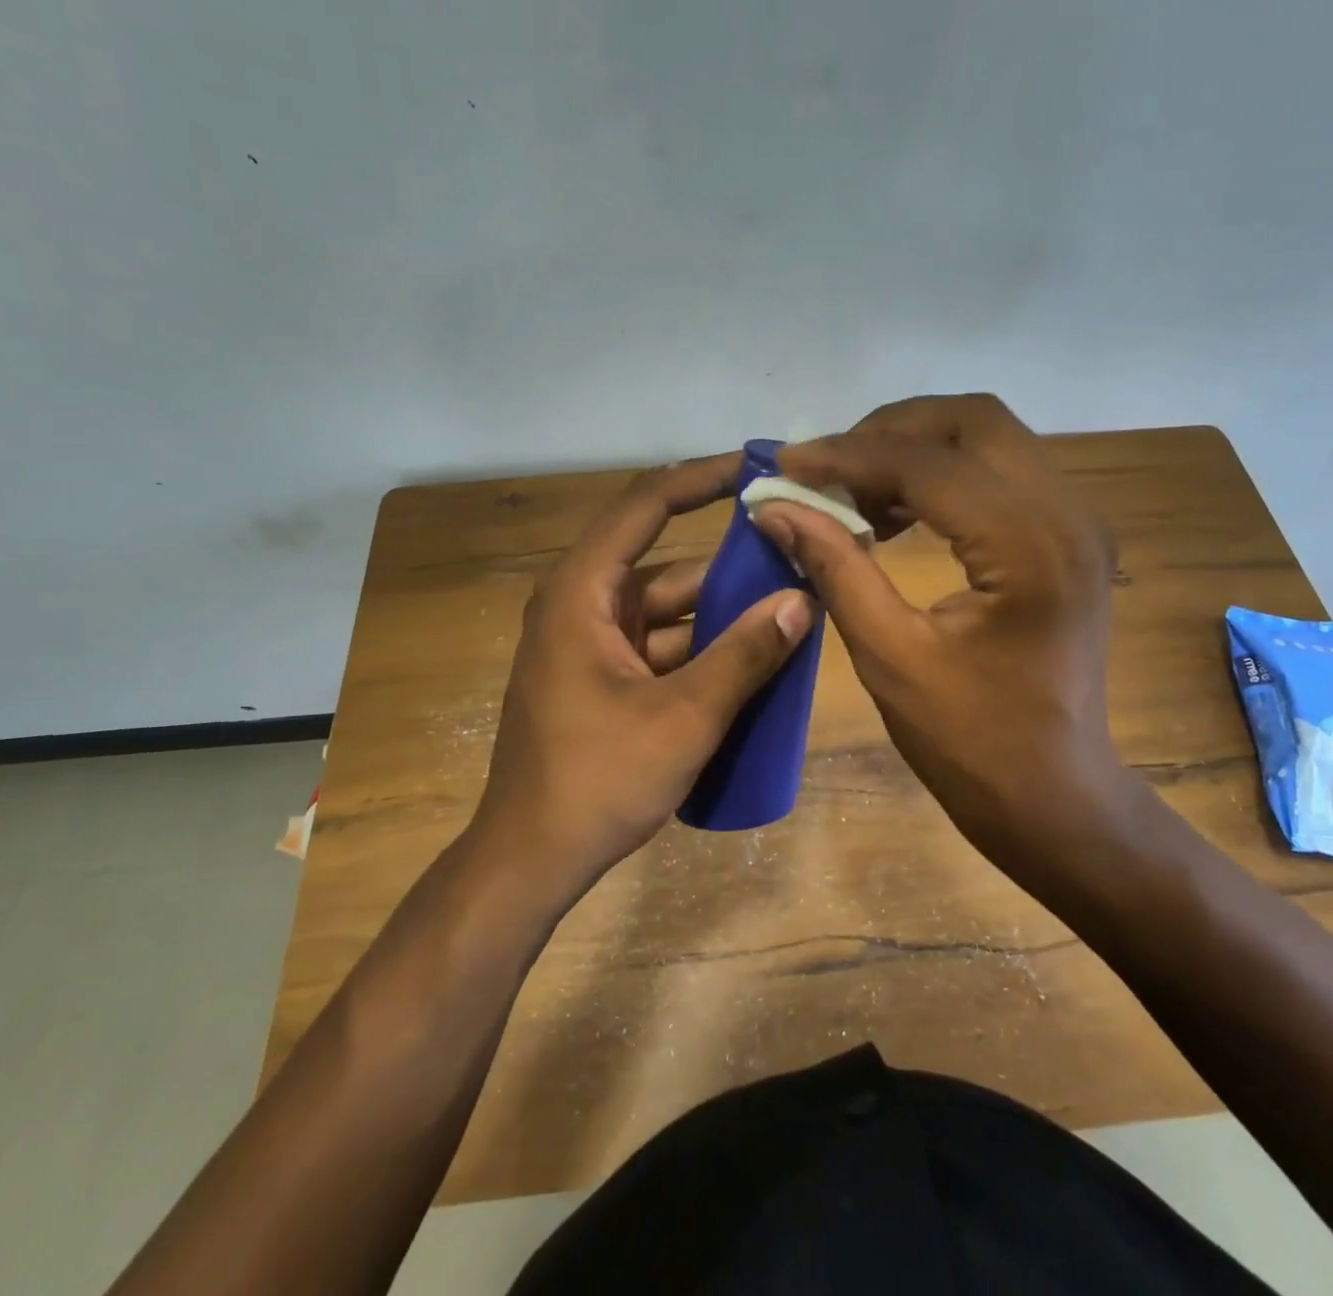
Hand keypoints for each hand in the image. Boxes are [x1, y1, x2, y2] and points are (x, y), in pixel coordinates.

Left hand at [474, 455, 814, 900]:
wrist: (530, 861)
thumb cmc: (596, 781)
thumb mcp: (683, 717)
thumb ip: (745, 655)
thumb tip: (802, 600)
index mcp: (582, 592)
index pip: (646, 506)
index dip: (701, 480)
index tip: (755, 470)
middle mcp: (583, 605)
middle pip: (668, 564)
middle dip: (734, 567)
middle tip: (800, 558)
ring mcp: (593, 644)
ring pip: (672, 612)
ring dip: (726, 616)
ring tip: (795, 612)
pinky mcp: (604, 679)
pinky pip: (665, 647)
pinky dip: (706, 651)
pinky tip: (758, 663)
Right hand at [752, 395, 1130, 875]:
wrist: (1055, 796)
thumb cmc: (971, 742)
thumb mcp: (890, 655)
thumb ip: (835, 567)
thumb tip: (775, 508)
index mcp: (1027, 544)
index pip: (926, 462)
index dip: (846, 455)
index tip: (785, 464)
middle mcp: (1067, 512)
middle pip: (973, 420)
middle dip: (889, 432)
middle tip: (828, 471)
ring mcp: (1078, 521)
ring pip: (991, 437)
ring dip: (917, 449)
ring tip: (856, 494)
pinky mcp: (1071, 537)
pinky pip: (1003, 473)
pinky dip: (945, 475)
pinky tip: (899, 515)